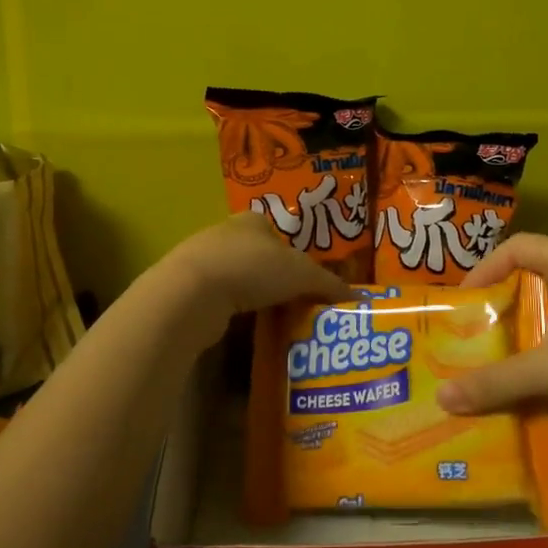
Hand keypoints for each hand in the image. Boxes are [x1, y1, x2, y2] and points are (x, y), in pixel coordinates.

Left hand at [164, 213, 354, 320]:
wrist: (191, 293)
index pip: (279, 232)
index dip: (295, 254)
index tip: (307, 279)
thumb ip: (328, 284)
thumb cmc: (252, 268)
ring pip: (238, 278)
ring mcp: (203, 261)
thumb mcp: (301, 274)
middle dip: (275, 277)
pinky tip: (245, 327)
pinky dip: (234, 311)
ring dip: (254, 296)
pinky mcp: (188, 289)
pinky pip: (220, 300)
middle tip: (296, 301)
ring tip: (275, 318)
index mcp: (252, 220)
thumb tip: (359, 298)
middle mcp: (225, 233)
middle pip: (259, 255)